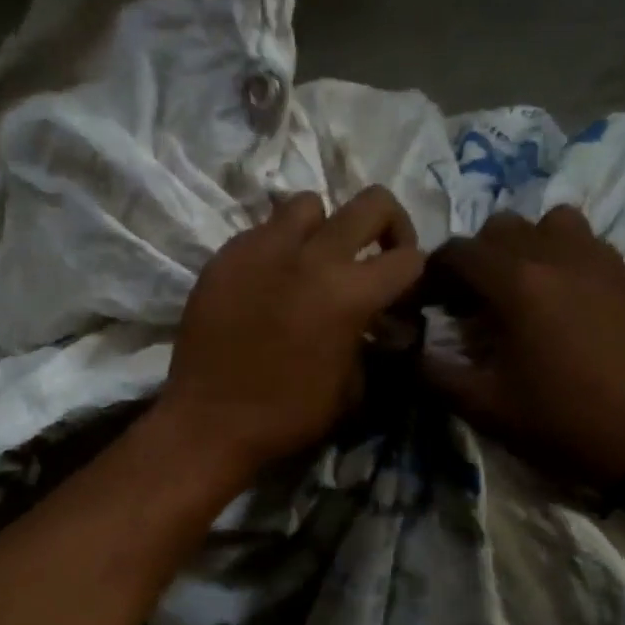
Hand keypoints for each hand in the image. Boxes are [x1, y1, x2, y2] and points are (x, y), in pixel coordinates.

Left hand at [159, 186, 425, 481]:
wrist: (210, 421)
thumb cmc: (287, 416)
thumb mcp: (351, 390)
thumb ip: (370, 345)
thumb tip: (374, 327)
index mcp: (350, 293)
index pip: (408, 258)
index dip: (414, 275)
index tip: (400, 293)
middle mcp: (312, 257)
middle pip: (371, 203)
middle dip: (388, 225)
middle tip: (375, 255)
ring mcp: (264, 249)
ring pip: (308, 204)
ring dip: (323, 228)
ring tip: (313, 261)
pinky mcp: (226, 255)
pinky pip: (262, 230)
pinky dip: (276, 248)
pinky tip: (268, 282)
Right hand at [422, 207, 624, 486]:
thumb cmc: (556, 421)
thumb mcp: (481, 405)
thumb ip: (432, 372)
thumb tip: (403, 349)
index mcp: (517, 285)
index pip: (458, 252)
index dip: (433, 272)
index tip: (428, 302)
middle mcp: (555, 256)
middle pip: (499, 228)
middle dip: (474, 258)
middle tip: (469, 300)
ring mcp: (594, 261)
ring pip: (546, 222)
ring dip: (522, 245)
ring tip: (517, 286)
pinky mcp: (620, 275)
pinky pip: (583, 239)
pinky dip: (560, 251)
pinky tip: (557, 292)